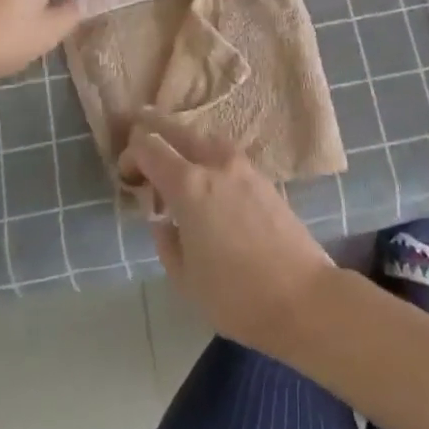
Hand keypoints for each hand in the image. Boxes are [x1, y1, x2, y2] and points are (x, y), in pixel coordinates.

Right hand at [120, 111, 336, 359]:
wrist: (302, 297)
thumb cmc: (235, 295)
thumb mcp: (185, 279)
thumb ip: (166, 242)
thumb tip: (164, 222)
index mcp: (188, 185)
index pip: (149, 148)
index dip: (131, 155)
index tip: (126, 176)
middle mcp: (214, 164)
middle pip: (177, 131)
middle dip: (153, 132)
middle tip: (138, 140)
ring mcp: (242, 166)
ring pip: (204, 138)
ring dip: (183, 142)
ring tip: (172, 161)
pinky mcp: (262, 177)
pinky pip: (224, 153)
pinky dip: (206, 155)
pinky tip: (204, 178)